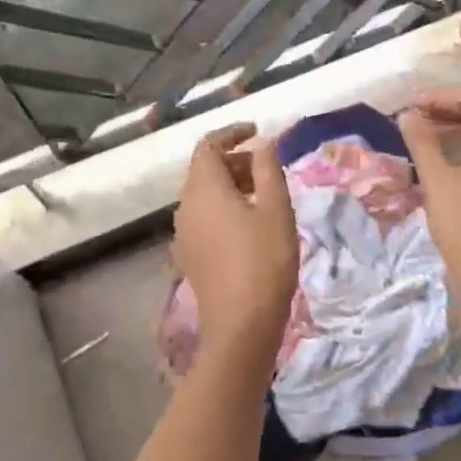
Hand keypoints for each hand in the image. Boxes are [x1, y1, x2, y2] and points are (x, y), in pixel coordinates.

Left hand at [173, 124, 298, 342]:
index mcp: (204, 189)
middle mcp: (185, 206)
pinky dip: (223, 208)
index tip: (258, 133)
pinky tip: (248, 226)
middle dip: (235, 161)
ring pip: (203, 195)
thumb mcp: (276, 209)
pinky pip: (203, 218)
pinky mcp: (189, 256)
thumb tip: (262, 144)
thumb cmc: (264, 261)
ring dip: (230, 185)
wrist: (240, 326)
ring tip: (264, 196)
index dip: (232, 134)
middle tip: (267, 169)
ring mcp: (183, 234)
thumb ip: (268, 169)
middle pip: (204, 170)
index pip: (208, 146)